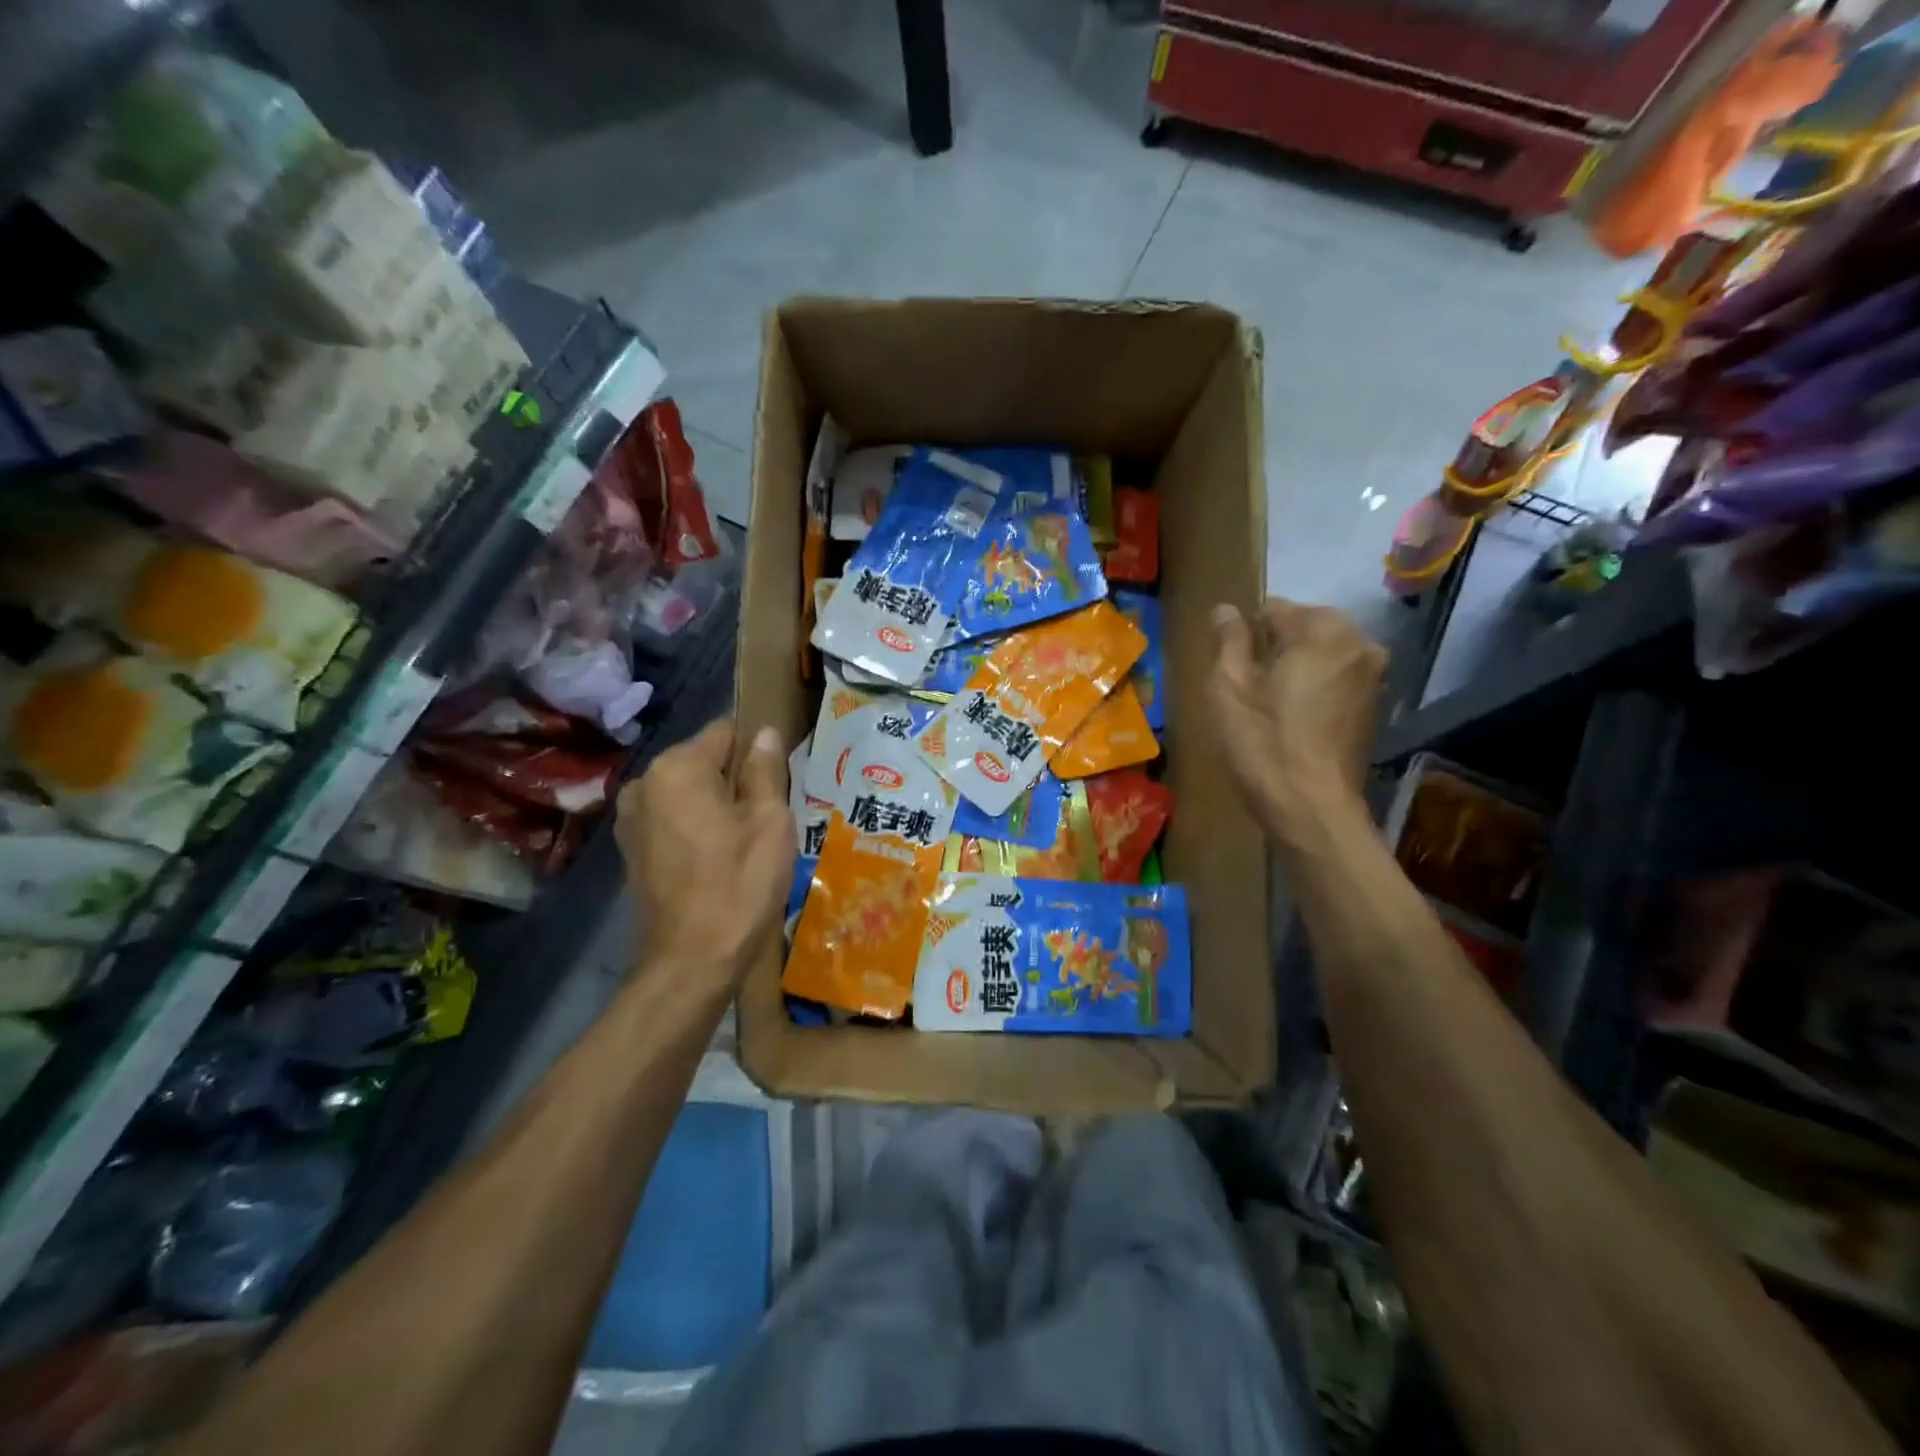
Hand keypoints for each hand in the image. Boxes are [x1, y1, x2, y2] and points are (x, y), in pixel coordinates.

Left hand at [615, 719, 793, 984]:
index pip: (726, 732)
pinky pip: (673, 819)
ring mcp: (631, 818)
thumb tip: (763, 733)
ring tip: (742, 843)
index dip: (756, 753)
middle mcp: (644, 783)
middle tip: (765, 820)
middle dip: (735, 781)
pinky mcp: (630, 849)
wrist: (691, 961)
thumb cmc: (739, 884)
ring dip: (716, 806)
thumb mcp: (770, 822)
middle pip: (704, 761)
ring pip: (689, 792)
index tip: (776, 785)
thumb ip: (765, 770)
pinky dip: (696, 828)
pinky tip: (716, 860)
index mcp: (677, 768)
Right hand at [1209, 598, 1385, 845]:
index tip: (1233, 669)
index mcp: (1321, 628)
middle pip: (1304, 627)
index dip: (1246, 636)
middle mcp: (1358, 640)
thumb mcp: (1228, 687)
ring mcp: (1374, 672)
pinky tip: (1296, 719)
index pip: (1274, 609)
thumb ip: (1229, 640)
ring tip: (1271, 705)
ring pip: (1322, 652)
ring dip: (1297, 667)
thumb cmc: (1263, 743)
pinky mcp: (1377, 702)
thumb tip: (1226, 609)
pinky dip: (1316, 686)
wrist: (1312, 807)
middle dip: (1276, 648)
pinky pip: (1338, 676)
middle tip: (1251, 689)